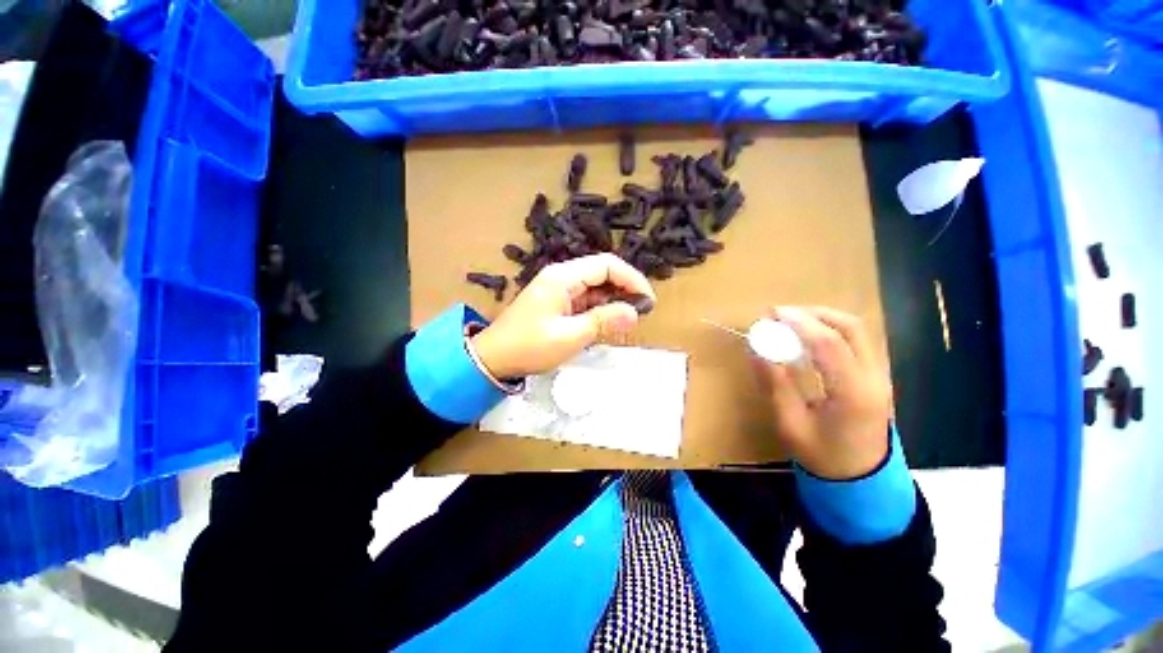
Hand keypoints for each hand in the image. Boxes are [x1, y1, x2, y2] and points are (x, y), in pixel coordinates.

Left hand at [471, 254, 655, 378]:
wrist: (493, 358)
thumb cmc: (529, 346)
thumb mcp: (569, 336)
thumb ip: (603, 322)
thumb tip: (634, 312)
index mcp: (563, 277)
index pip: (606, 265)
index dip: (631, 278)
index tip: (648, 300)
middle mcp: (562, 276)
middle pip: (602, 273)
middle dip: (624, 290)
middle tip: (641, 312)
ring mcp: (558, 289)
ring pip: (595, 288)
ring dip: (613, 301)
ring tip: (628, 321)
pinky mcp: (557, 303)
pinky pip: (585, 300)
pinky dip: (599, 310)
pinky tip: (608, 324)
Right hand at [749, 306, 892, 479]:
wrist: (861, 478)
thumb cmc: (822, 455)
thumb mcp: (790, 424)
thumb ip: (775, 384)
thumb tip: (756, 350)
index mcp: (853, 394)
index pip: (829, 344)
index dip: (799, 323)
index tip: (772, 314)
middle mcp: (874, 378)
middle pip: (851, 328)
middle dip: (814, 313)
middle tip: (781, 314)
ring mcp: (880, 375)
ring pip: (857, 330)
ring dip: (823, 318)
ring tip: (792, 320)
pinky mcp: (876, 375)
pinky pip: (857, 340)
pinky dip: (831, 329)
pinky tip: (809, 336)